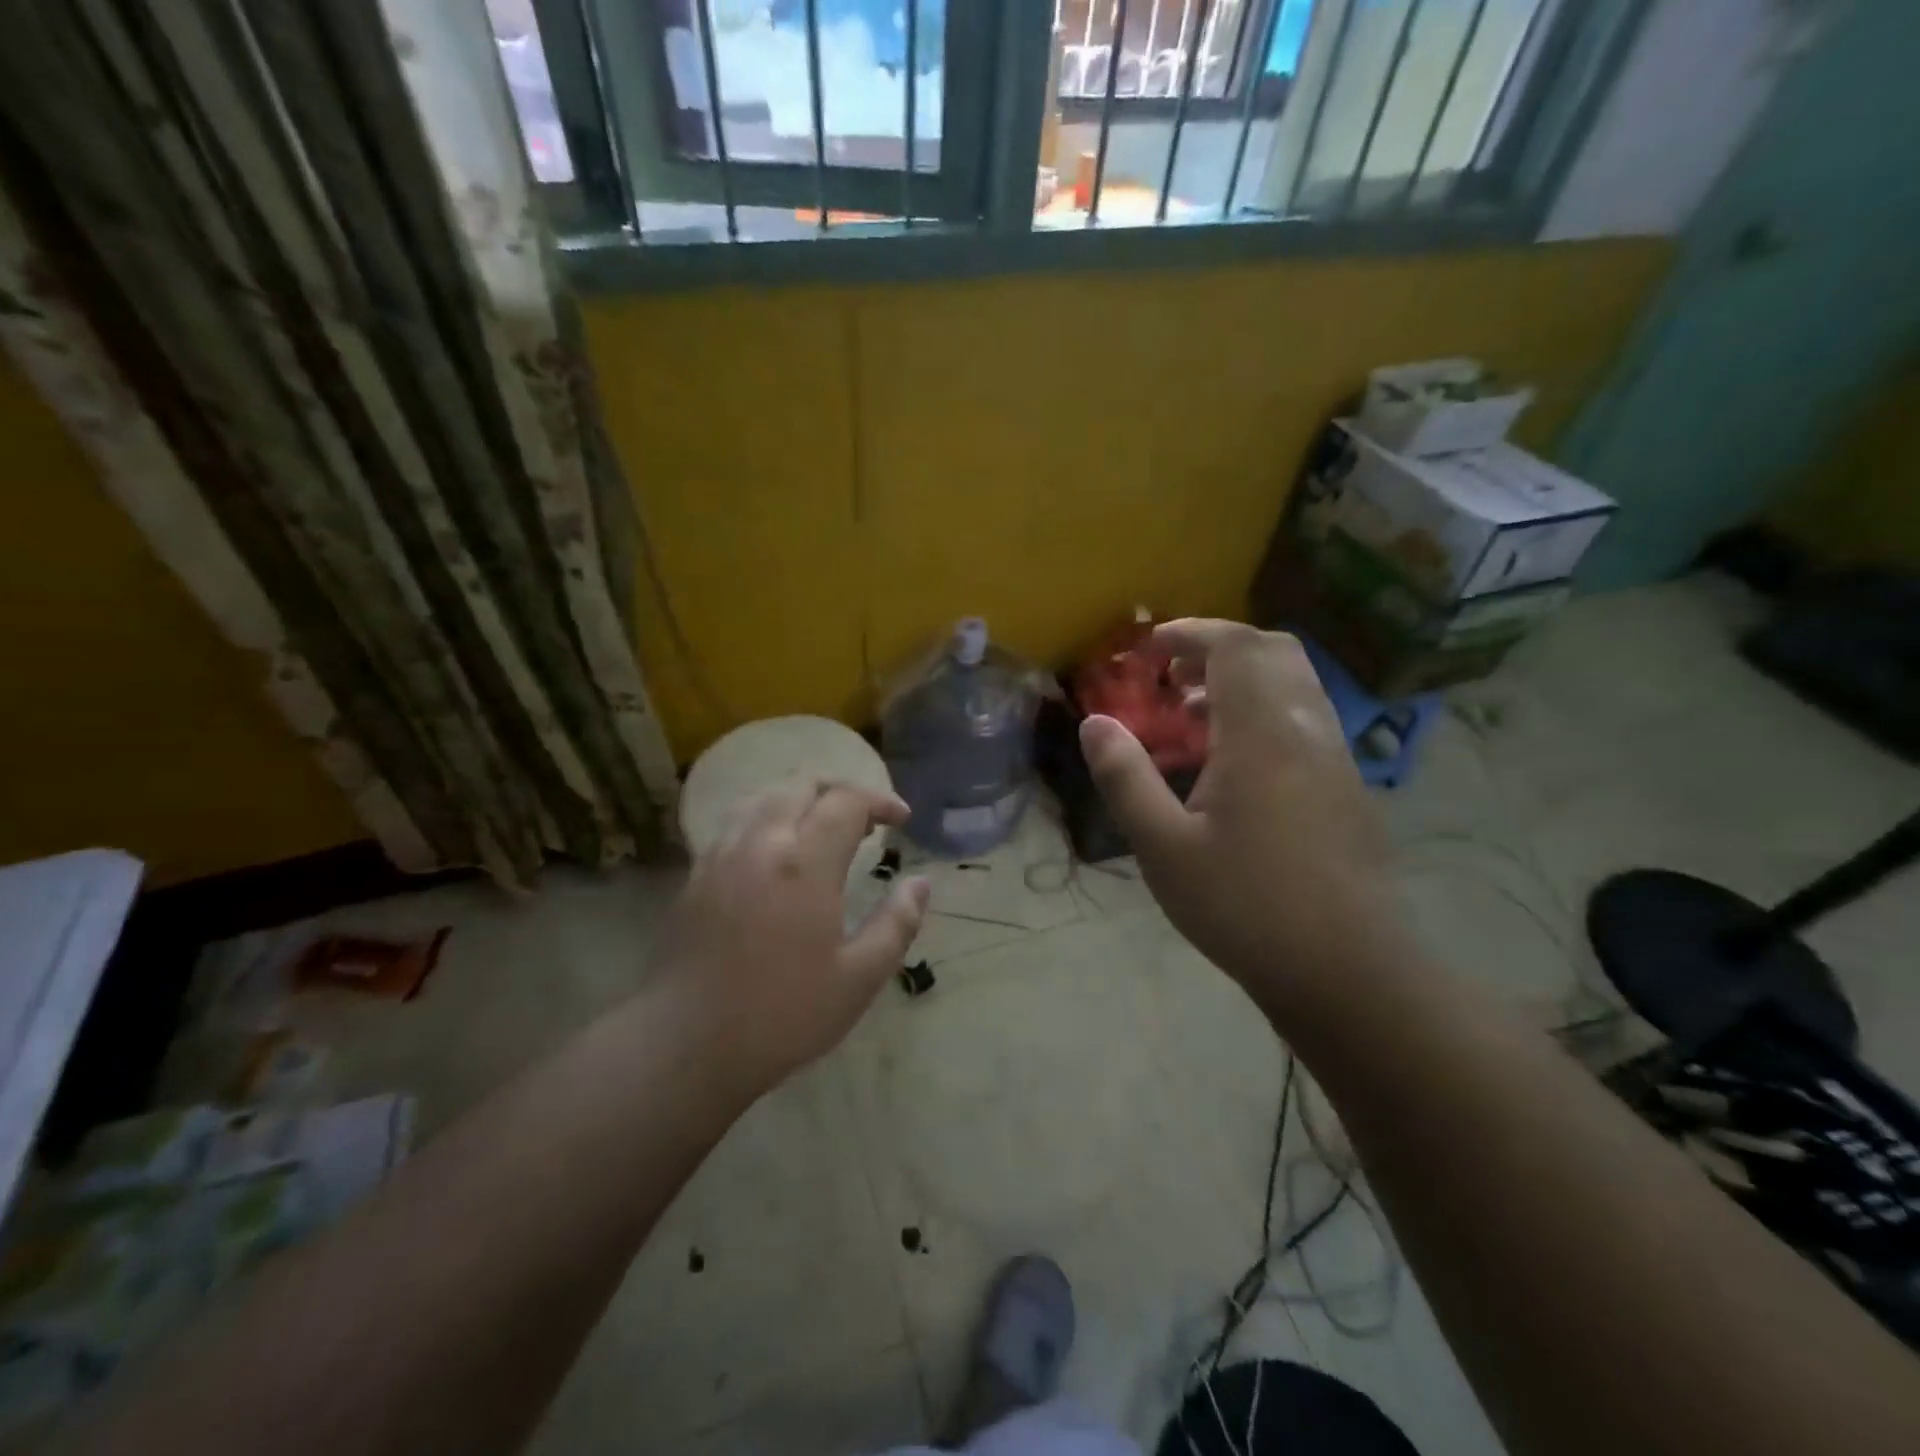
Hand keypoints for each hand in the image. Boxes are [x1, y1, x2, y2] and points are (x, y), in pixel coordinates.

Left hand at [655, 783, 929, 1094]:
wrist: (686, 1044)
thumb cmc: (783, 1014)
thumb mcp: (859, 978)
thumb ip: (897, 923)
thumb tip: (920, 882)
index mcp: (804, 863)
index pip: (846, 802)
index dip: (880, 801)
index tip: (901, 820)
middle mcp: (760, 843)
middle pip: (801, 785)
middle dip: (840, 791)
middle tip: (865, 820)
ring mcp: (720, 855)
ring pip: (763, 797)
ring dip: (801, 800)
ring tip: (822, 829)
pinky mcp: (695, 875)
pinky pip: (736, 823)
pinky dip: (767, 819)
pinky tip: (777, 855)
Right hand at [1079, 619, 1397, 1012]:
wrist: (1347, 971)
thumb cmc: (1245, 906)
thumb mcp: (1163, 847)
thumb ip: (1125, 777)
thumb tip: (1094, 722)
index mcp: (1262, 734)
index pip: (1236, 646)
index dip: (1192, 632)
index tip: (1151, 646)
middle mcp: (1307, 730)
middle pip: (1274, 652)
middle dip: (1221, 646)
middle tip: (1174, 674)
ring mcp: (1336, 758)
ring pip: (1296, 685)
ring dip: (1245, 680)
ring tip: (1195, 715)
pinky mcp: (1348, 787)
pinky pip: (1307, 719)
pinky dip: (1267, 711)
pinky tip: (1235, 762)